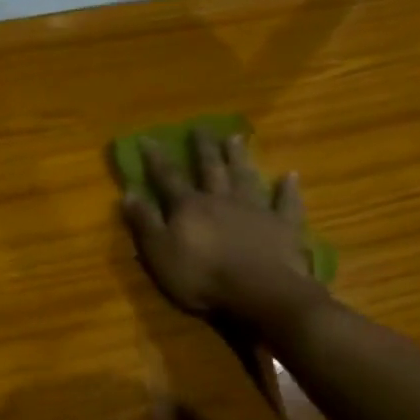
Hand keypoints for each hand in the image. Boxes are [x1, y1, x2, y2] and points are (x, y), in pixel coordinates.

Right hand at [121, 128, 327, 337]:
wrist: (260, 291)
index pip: (168, 177)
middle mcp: (221, 199)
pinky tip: (291, 176)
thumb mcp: (159, 253)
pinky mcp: (283, 226)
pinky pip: (285, 203)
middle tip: (200, 127)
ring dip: (239, 158)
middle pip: (210, 169)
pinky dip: (288, 189)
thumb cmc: (202, 277)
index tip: (147, 138)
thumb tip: (128, 193)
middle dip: (203, 148)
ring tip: (235, 138)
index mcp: (189, 207)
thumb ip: (145, 223)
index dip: (156, 159)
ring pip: (245, 177)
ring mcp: (255, 210)